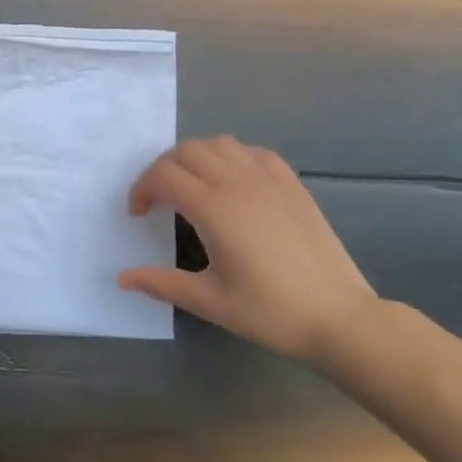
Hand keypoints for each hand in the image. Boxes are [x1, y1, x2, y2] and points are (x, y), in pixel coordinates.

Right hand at [118, 136, 378, 361]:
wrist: (339, 318)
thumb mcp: (209, 301)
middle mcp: (239, 183)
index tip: (138, 214)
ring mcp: (269, 180)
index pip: (164, 176)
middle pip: (187, 151)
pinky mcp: (293, 185)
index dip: (142, 189)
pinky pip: (254, 152)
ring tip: (192, 185)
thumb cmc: (270, 312)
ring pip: (220, 144)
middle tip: (158, 199)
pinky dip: (232, 156)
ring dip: (196, 157)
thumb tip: (122, 278)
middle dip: (162, 168)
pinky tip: (233, 182)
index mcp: (214, 209)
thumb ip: (162, 283)